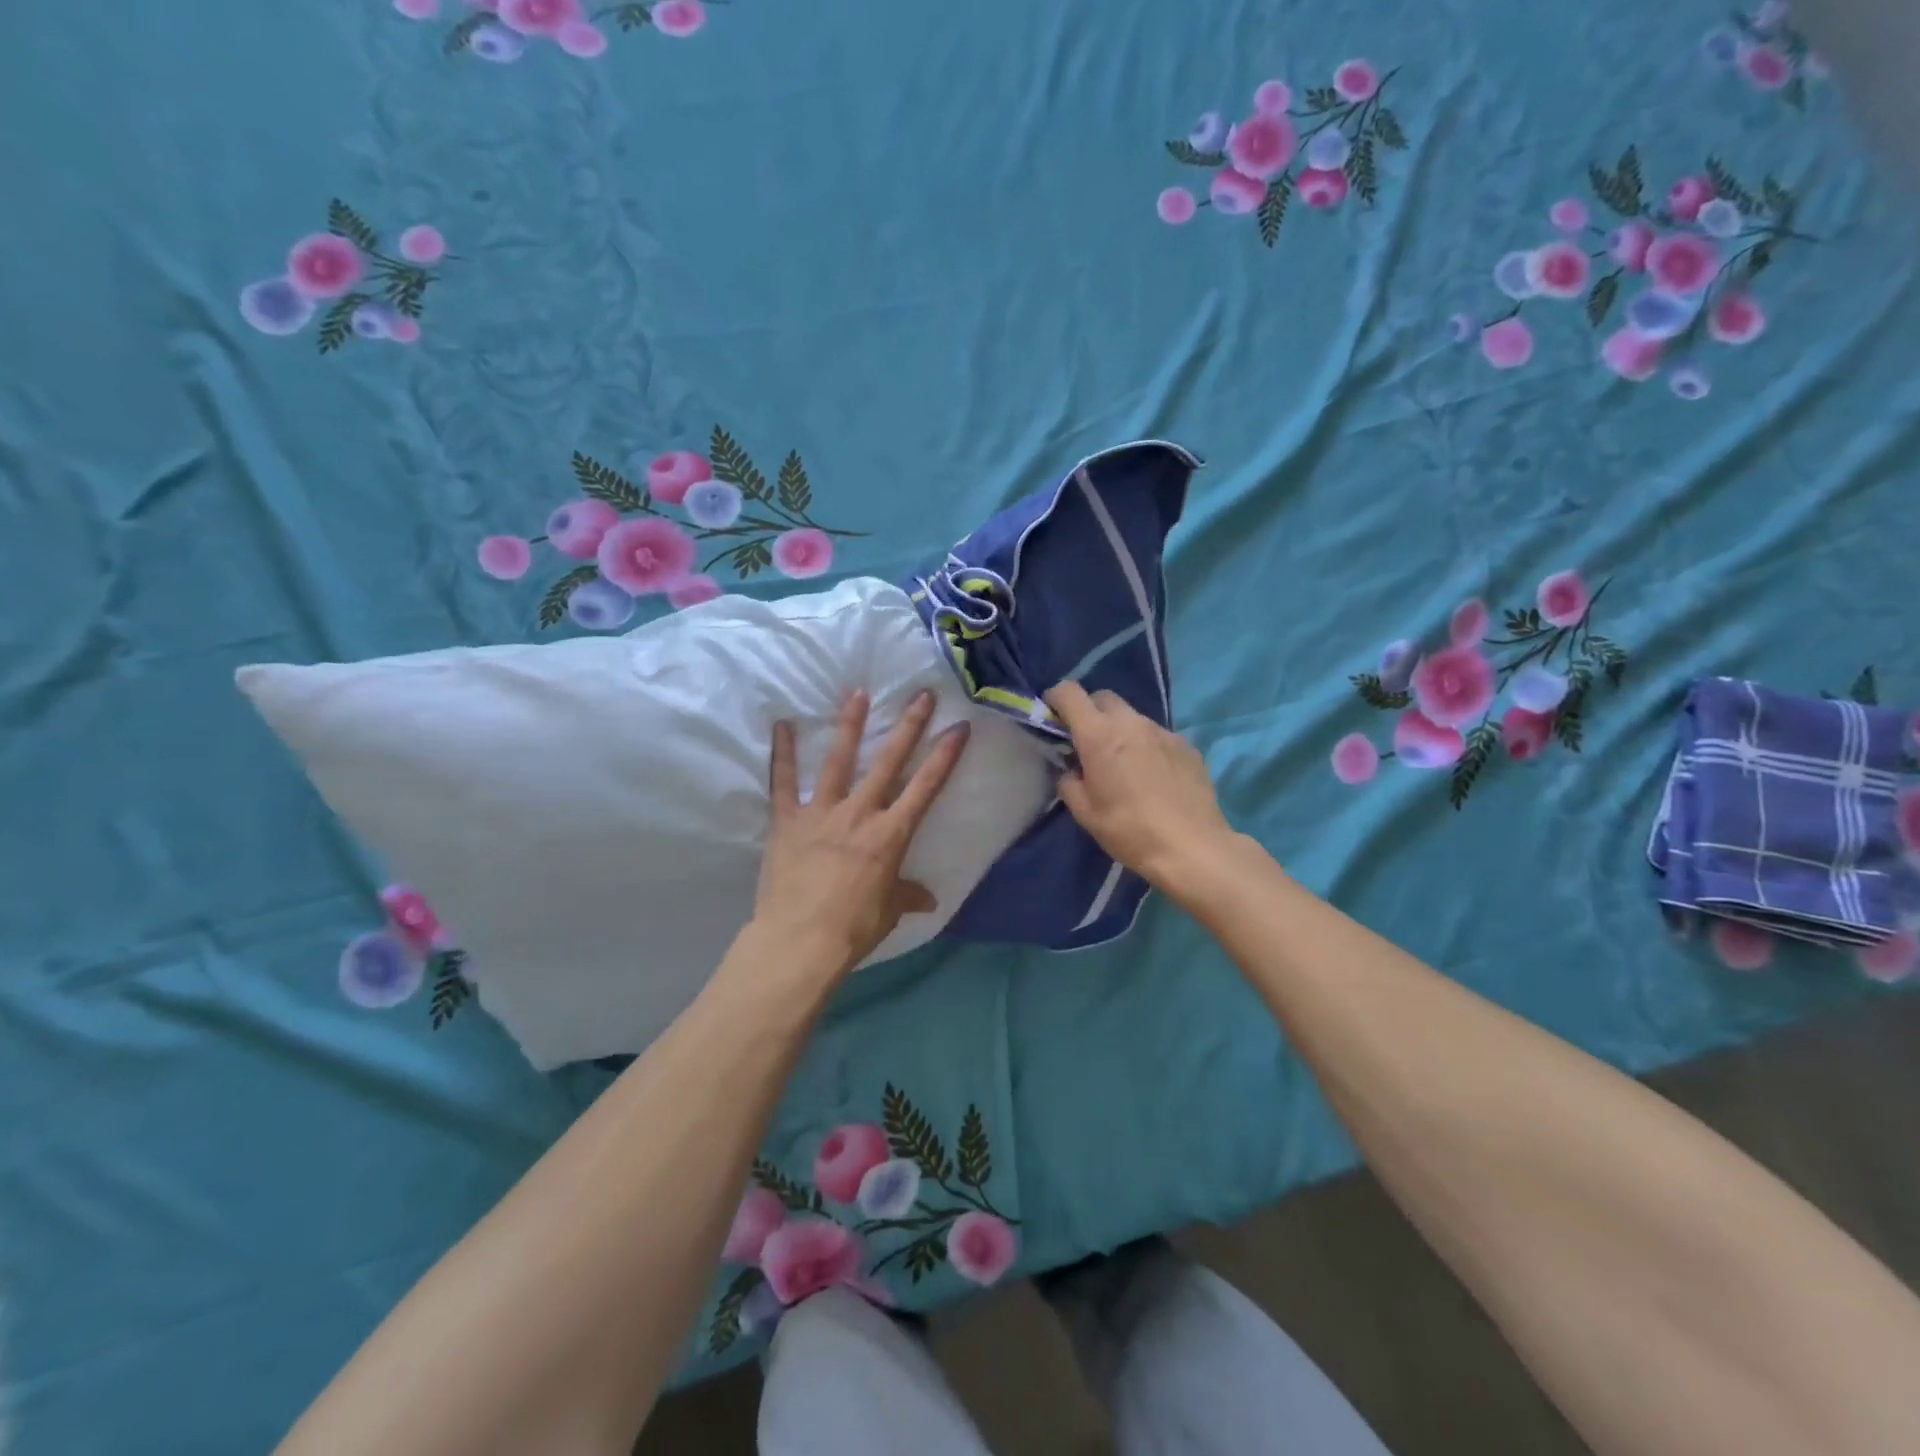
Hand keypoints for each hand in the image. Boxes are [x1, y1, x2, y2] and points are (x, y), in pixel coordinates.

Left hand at [752, 688, 970, 982]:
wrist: (800, 941)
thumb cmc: (853, 928)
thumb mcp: (888, 911)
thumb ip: (907, 896)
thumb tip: (928, 900)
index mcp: (890, 835)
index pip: (925, 788)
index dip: (945, 756)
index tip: (959, 727)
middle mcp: (860, 813)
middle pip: (889, 762)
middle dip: (908, 727)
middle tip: (921, 694)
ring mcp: (821, 812)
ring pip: (838, 761)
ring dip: (850, 725)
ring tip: (858, 693)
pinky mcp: (787, 821)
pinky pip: (783, 782)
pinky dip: (782, 754)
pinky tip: (782, 725)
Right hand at [1044, 681, 1234, 892]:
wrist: (1192, 847)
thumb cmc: (1129, 831)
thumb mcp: (1085, 813)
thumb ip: (1070, 783)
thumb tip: (1073, 770)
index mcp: (1099, 736)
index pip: (1070, 693)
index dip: (1056, 698)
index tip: (1054, 716)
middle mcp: (1131, 723)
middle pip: (1103, 698)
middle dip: (1090, 712)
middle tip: (1088, 743)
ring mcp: (1163, 731)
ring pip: (1133, 717)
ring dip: (1121, 731)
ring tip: (1124, 764)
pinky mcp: (1187, 745)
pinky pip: (1158, 736)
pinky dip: (1147, 746)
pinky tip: (1153, 777)